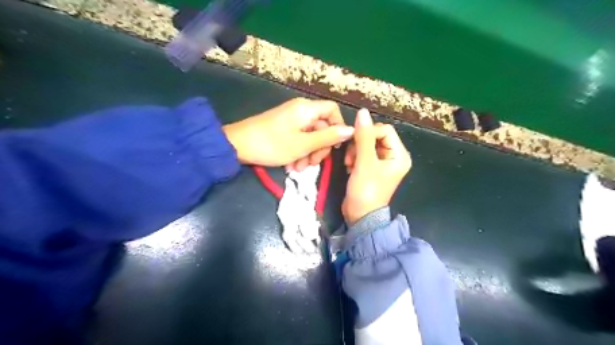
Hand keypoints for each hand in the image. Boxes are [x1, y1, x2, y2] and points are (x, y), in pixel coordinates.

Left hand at [224, 97, 352, 169]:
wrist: (237, 146)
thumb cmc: (272, 144)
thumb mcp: (303, 144)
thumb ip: (328, 137)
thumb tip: (351, 130)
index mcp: (307, 109)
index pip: (333, 110)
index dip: (338, 127)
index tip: (335, 146)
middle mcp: (301, 110)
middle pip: (322, 126)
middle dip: (320, 147)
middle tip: (312, 164)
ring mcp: (291, 120)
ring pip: (311, 136)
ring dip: (309, 154)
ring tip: (298, 168)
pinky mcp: (283, 129)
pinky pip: (299, 139)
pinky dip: (299, 152)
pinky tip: (292, 166)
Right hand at [344, 109, 409, 224]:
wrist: (360, 215)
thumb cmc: (366, 190)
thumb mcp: (365, 162)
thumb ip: (363, 137)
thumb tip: (362, 112)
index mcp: (399, 155)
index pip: (384, 130)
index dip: (368, 133)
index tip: (354, 144)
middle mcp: (393, 156)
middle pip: (375, 136)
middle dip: (360, 144)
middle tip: (351, 157)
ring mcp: (382, 162)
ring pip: (366, 144)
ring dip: (355, 151)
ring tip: (350, 164)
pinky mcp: (372, 167)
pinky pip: (362, 153)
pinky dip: (354, 157)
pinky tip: (350, 167)